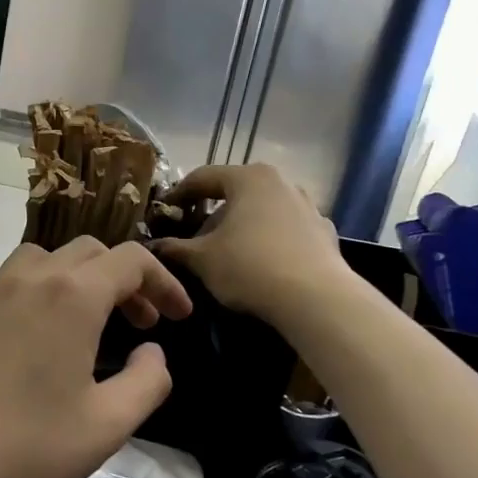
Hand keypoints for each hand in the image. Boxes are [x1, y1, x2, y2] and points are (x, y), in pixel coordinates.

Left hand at [0, 239, 192, 477]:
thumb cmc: (25, 445)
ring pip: (53, 258)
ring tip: (99, 321)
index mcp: (72, 294)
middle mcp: (34, 278)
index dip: (164, 282)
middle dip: (128, 280)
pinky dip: (52, 287)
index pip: (130, 260)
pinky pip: (23, 277)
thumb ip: (147, 382)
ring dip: (86, 277)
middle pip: (92, 252)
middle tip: (145, 324)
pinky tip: (53, 336)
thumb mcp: (106, 425)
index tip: (181, 317)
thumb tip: (153, 353)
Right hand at [154, 164, 349, 320]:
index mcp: (248, 178)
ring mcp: (307, 206)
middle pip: (235, 192)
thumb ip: (174, 248)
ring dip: (241, 226)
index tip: (164, 212)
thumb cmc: (249, 267)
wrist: (317, 300)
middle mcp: (280, 182)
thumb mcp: (201, 259)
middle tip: (193, 236)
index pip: (202, 177)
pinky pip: (286, 230)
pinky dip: (268, 240)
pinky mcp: (324, 232)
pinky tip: (261, 264)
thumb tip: (154, 246)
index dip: (178, 195)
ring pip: (262, 210)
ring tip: (227, 252)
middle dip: (212, 213)